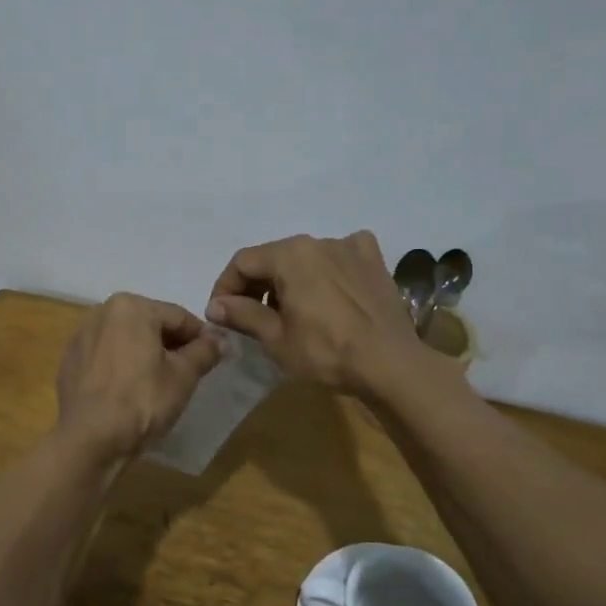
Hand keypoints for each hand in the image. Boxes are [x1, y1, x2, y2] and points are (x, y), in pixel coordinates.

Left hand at [55, 293, 223, 461]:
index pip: (178, 317)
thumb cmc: (142, 401)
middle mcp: (101, 311)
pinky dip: (120, 365)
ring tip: (158, 382)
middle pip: (149, 323)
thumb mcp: (183, 376)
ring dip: (144, 353)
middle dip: (170, 343)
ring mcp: (81, 336)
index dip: (200, 337)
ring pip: (125, 338)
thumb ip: (204, 351)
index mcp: (131, 307)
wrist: (89, 440)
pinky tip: (128, 390)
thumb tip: (220, 339)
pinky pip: (105, 355)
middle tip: (187, 371)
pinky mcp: (69, 360)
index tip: (214, 356)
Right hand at [205, 231, 432, 392]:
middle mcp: (318, 241)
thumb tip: (214, 305)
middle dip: (256, 285)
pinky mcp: (374, 261)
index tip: (221, 314)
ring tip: (291, 311)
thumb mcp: (275, 337)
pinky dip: (330, 267)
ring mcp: (350, 247)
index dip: (225, 287)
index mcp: (290, 254)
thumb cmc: (326, 351)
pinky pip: (342, 255)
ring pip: (306, 257)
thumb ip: (242, 314)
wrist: (391, 364)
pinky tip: (331, 288)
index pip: (242, 262)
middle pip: (274, 257)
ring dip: (290, 279)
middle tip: (251, 317)